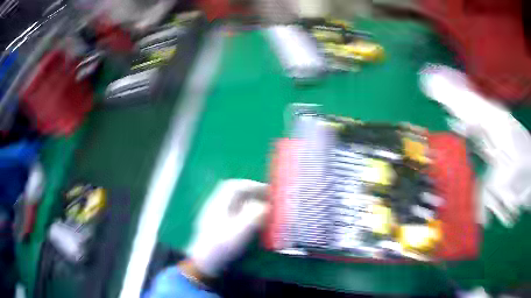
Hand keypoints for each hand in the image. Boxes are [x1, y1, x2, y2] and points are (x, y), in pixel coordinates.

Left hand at [185, 179, 267, 277]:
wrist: (205, 263)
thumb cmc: (221, 246)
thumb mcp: (239, 231)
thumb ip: (254, 215)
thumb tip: (265, 206)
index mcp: (218, 203)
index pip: (234, 186)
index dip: (252, 185)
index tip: (267, 191)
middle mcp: (215, 206)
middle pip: (234, 193)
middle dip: (252, 193)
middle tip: (267, 199)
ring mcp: (215, 217)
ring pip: (234, 203)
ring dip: (249, 203)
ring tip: (263, 210)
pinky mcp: (218, 227)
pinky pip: (234, 213)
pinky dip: (245, 213)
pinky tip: (252, 222)